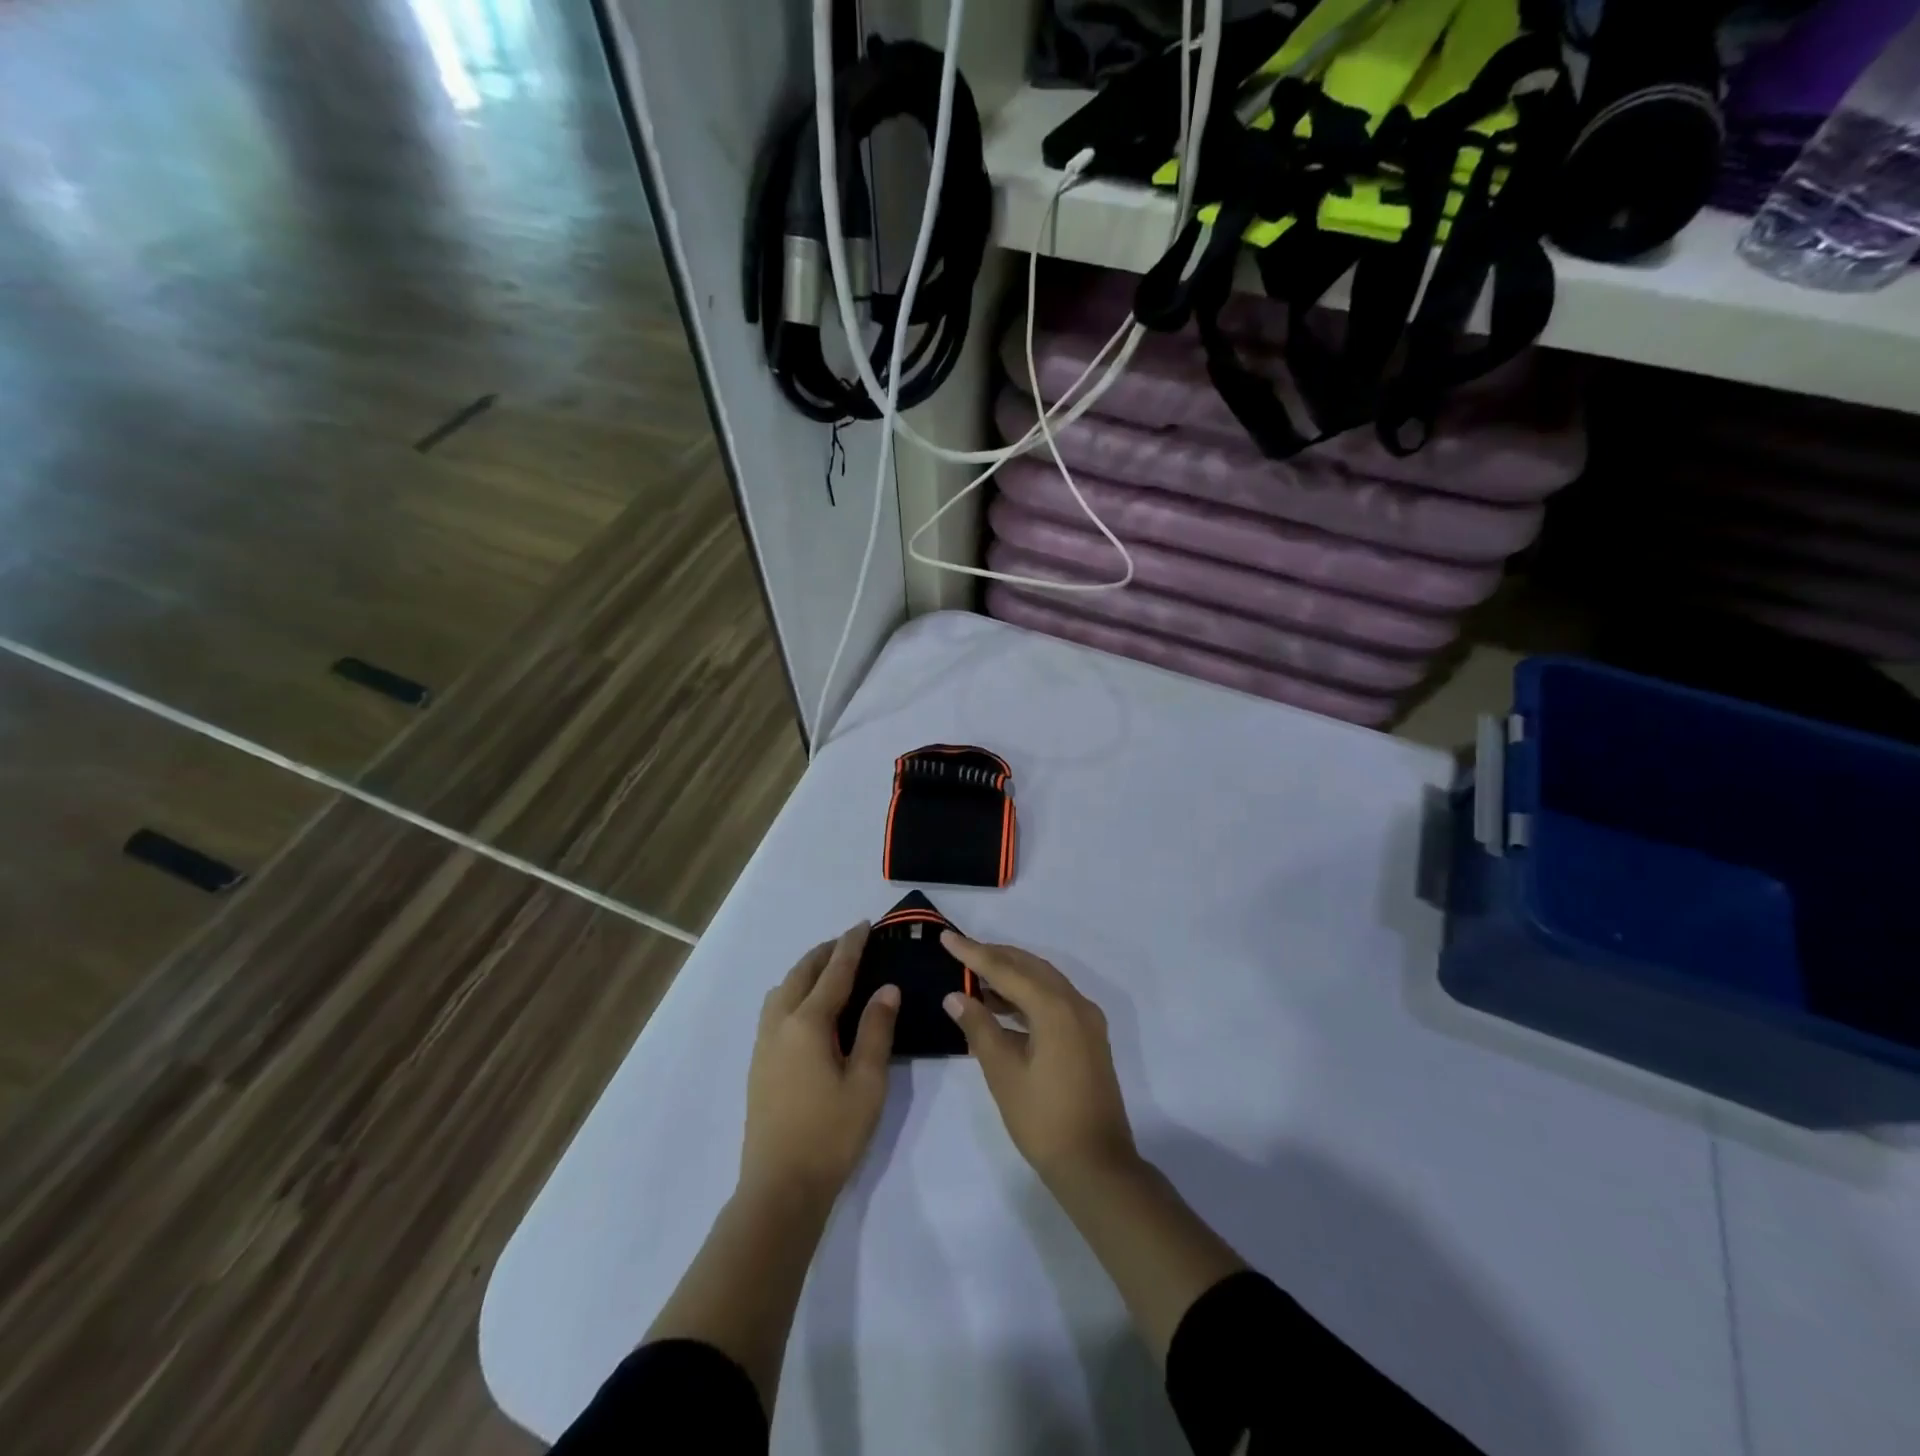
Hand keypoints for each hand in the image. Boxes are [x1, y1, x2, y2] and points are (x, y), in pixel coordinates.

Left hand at [741, 923, 899, 1205]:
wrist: (780, 1189)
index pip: (834, 972)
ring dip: (806, 972)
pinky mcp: (758, 1065)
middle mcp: (780, 1025)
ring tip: (829, 971)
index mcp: (808, 1024)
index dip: (850, 946)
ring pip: (782, 990)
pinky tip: (807, 1010)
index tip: (864, 925)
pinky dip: (793, 992)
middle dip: (825, 953)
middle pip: (801, 974)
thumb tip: (886, 989)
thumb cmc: (831, 1134)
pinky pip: (774, 1010)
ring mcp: (764, 1045)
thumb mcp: (867, 1082)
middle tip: (849, 942)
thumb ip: (876, 1030)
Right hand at [940, 932, 1138, 1189]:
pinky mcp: (1088, 1037)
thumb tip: (956, 996)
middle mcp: (1076, 1004)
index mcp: (1055, 1008)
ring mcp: (1086, 1020)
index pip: (1007, 969)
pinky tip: (1002, 1007)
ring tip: (975, 977)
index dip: (973, 953)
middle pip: (1030, 967)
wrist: (1096, 1166)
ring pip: (1044, 982)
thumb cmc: (1043, 1120)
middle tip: (960, 952)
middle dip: (995, 956)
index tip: (946, 937)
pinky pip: (1054, 1000)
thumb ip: (979, 1027)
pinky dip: (1027, 996)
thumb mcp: (1003, 1072)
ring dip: (1011, 976)